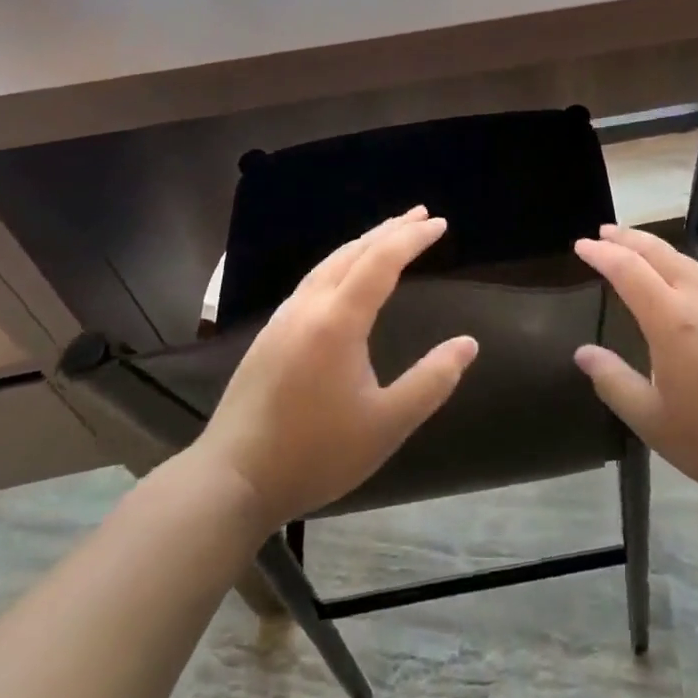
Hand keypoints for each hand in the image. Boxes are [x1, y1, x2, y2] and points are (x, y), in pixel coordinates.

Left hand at [190, 208, 477, 529]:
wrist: (229, 481)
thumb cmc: (314, 454)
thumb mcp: (387, 425)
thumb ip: (431, 381)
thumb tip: (468, 344)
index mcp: (338, 321)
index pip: (381, 261)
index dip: (412, 238)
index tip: (440, 224)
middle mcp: (308, 307)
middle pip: (353, 252)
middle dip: (390, 230)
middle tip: (421, 215)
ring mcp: (282, 319)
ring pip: (328, 263)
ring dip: (363, 244)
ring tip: (389, 236)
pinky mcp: (268, 335)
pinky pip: (312, 280)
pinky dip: (341, 263)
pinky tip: (344, 277)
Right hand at [573, 224, 697, 511]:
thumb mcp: (655, 421)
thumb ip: (615, 383)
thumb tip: (583, 353)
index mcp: (671, 318)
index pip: (627, 269)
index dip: (601, 254)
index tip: (581, 245)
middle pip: (657, 252)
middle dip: (627, 237)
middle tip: (603, 232)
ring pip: (684, 259)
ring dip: (654, 248)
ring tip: (635, 249)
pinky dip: (680, 264)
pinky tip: (682, 278)